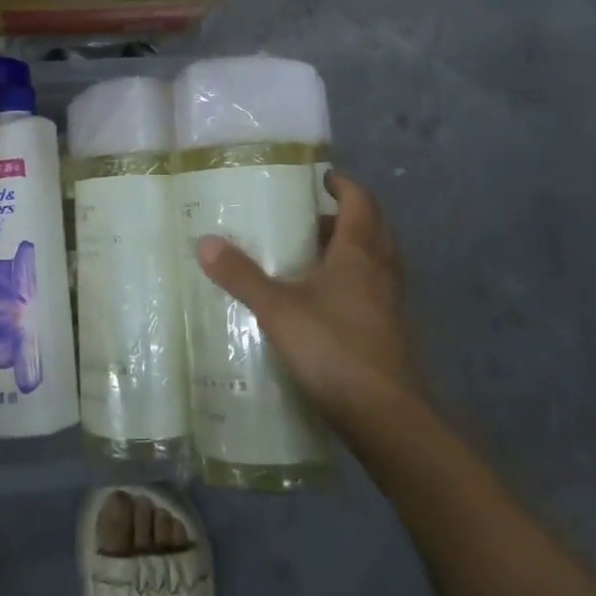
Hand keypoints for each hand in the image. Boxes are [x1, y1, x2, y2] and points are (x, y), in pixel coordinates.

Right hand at [196, 173, 421, 435]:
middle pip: (371, 228)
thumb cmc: (333, 348)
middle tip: (308, 218)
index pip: (360, 201)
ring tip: (309, 257)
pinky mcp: (391, 332)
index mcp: (360, 252)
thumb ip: (241, 275)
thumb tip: (205, 241)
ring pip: (374, 261)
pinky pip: (373, 290)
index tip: (321, 178)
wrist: (386, 417)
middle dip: (344, 217)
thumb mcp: (277, 309)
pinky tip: (322, 302)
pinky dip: (352, 283)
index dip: (343, 184)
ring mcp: (391, 303)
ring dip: (349, 250)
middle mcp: (381, 270)